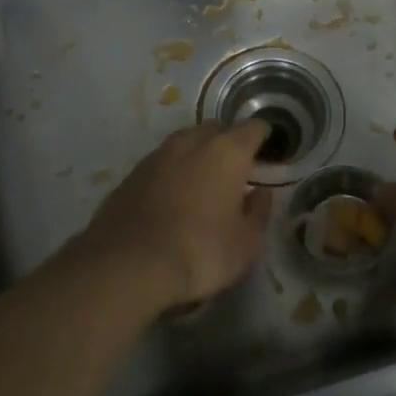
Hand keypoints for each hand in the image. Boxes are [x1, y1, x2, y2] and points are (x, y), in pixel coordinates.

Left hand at [77, 122, 274, 310]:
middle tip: (235, 171)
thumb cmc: (200, 252)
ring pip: (185, 143)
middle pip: (217, 130)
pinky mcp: (131, 174)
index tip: (267, 153)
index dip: (263, 138)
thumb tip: (260, 194)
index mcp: (227, 152)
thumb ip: (258, 212)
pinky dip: (172, 173)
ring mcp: (157, 155)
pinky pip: (162, 164)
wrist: (128, 266)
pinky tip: (173, 198)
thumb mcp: (246, 243)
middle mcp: (191, 142)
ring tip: (203, 184)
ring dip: (197, 156)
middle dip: (228, 143)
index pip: (252, 128)